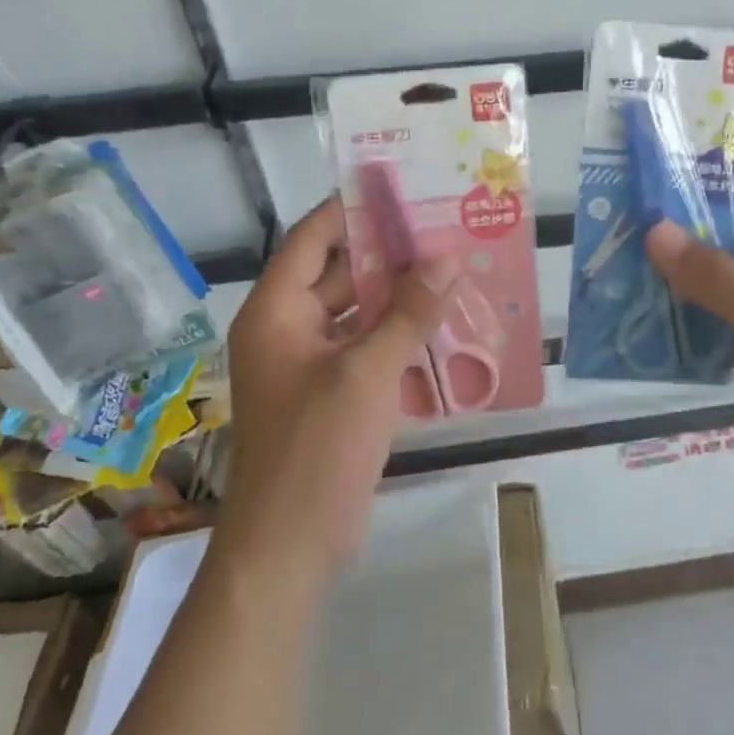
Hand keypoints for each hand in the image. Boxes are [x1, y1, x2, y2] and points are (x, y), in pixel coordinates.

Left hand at [221, 197, 459, 580]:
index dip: (353, 209)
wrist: (290, 546)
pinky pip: (369, 346)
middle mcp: (289, 328)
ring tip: (456, 269)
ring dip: (402, 295)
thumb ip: (409, 312)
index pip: (314, 238)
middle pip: (341, 272)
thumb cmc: (317, 449)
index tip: (403, 188)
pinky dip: (401, 333)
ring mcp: (312, 363)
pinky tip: (445, 323)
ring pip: (360, 311)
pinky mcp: (334, 392)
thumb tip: (448, 257)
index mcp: (277, 311)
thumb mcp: (366, 372)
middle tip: (446, 229)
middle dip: (392, 253)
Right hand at [645, 179, 733, 515]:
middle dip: (689, 228)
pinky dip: (689, 309)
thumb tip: (655, 230)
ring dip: (684, 271)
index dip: (720, 183)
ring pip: (725, 277)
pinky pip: (721, 315)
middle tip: (631, 221)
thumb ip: (712, 272)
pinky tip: (648, 309)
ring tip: (628, 259)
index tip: (664, 180)